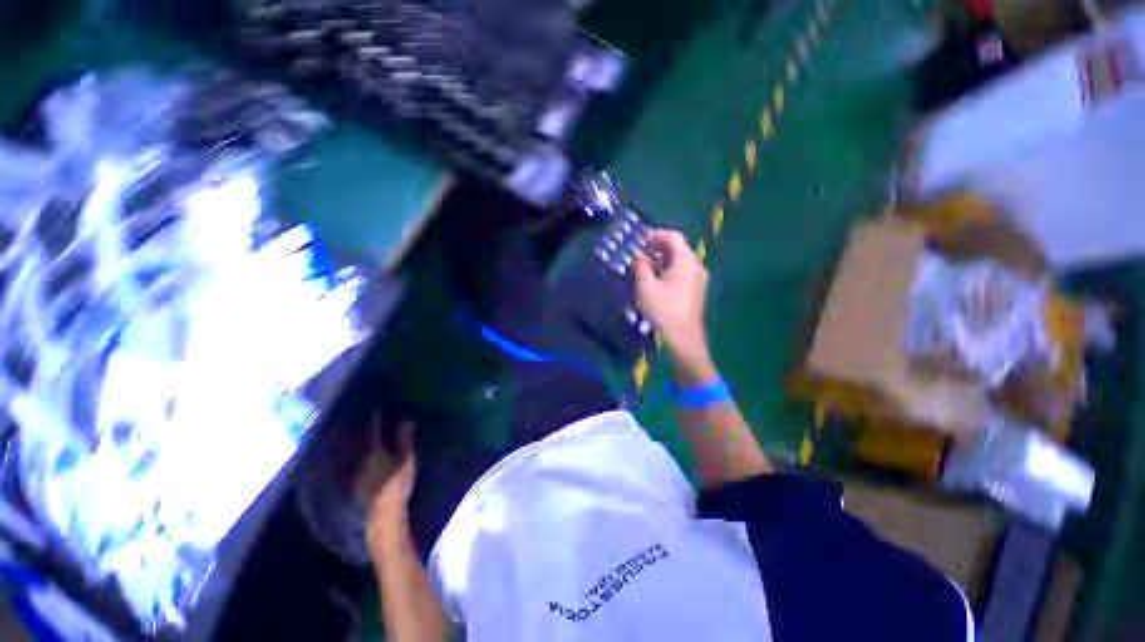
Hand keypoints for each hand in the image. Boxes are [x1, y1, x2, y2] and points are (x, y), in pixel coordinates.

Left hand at [356, 416, 417, 549]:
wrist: (383, 514)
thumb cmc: (398, 484)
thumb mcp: (407, 460)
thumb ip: (405, 440)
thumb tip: (406, 420)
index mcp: (375, 451)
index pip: (374, 430)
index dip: (376, 419)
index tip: (377, 408)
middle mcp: (361, 459)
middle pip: (363, 441)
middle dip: (367, 431)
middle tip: (373, 421)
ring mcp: (357, 472)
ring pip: (359, 452)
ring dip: (364, 444)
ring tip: (371, 438)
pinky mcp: (357, 484)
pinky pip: (359, 464)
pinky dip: (362, 458)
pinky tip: (369, 459)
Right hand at [633, 229, 713, 380]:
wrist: (683, 338)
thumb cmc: (663, 309)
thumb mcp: (646, 286)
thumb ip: (640, 266)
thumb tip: (637, 254)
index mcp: (686, 261)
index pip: (673, 237)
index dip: (655, 235)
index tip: (640, 241)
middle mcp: (696, 266)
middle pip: (677, 248)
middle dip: (657, 248)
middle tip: (640, 253)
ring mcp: (698, 279)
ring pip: (679, 262)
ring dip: (661, 261)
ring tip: (644, 268)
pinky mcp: (696, 291)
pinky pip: (682, 273)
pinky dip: (668, 271)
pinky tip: (656, 282)